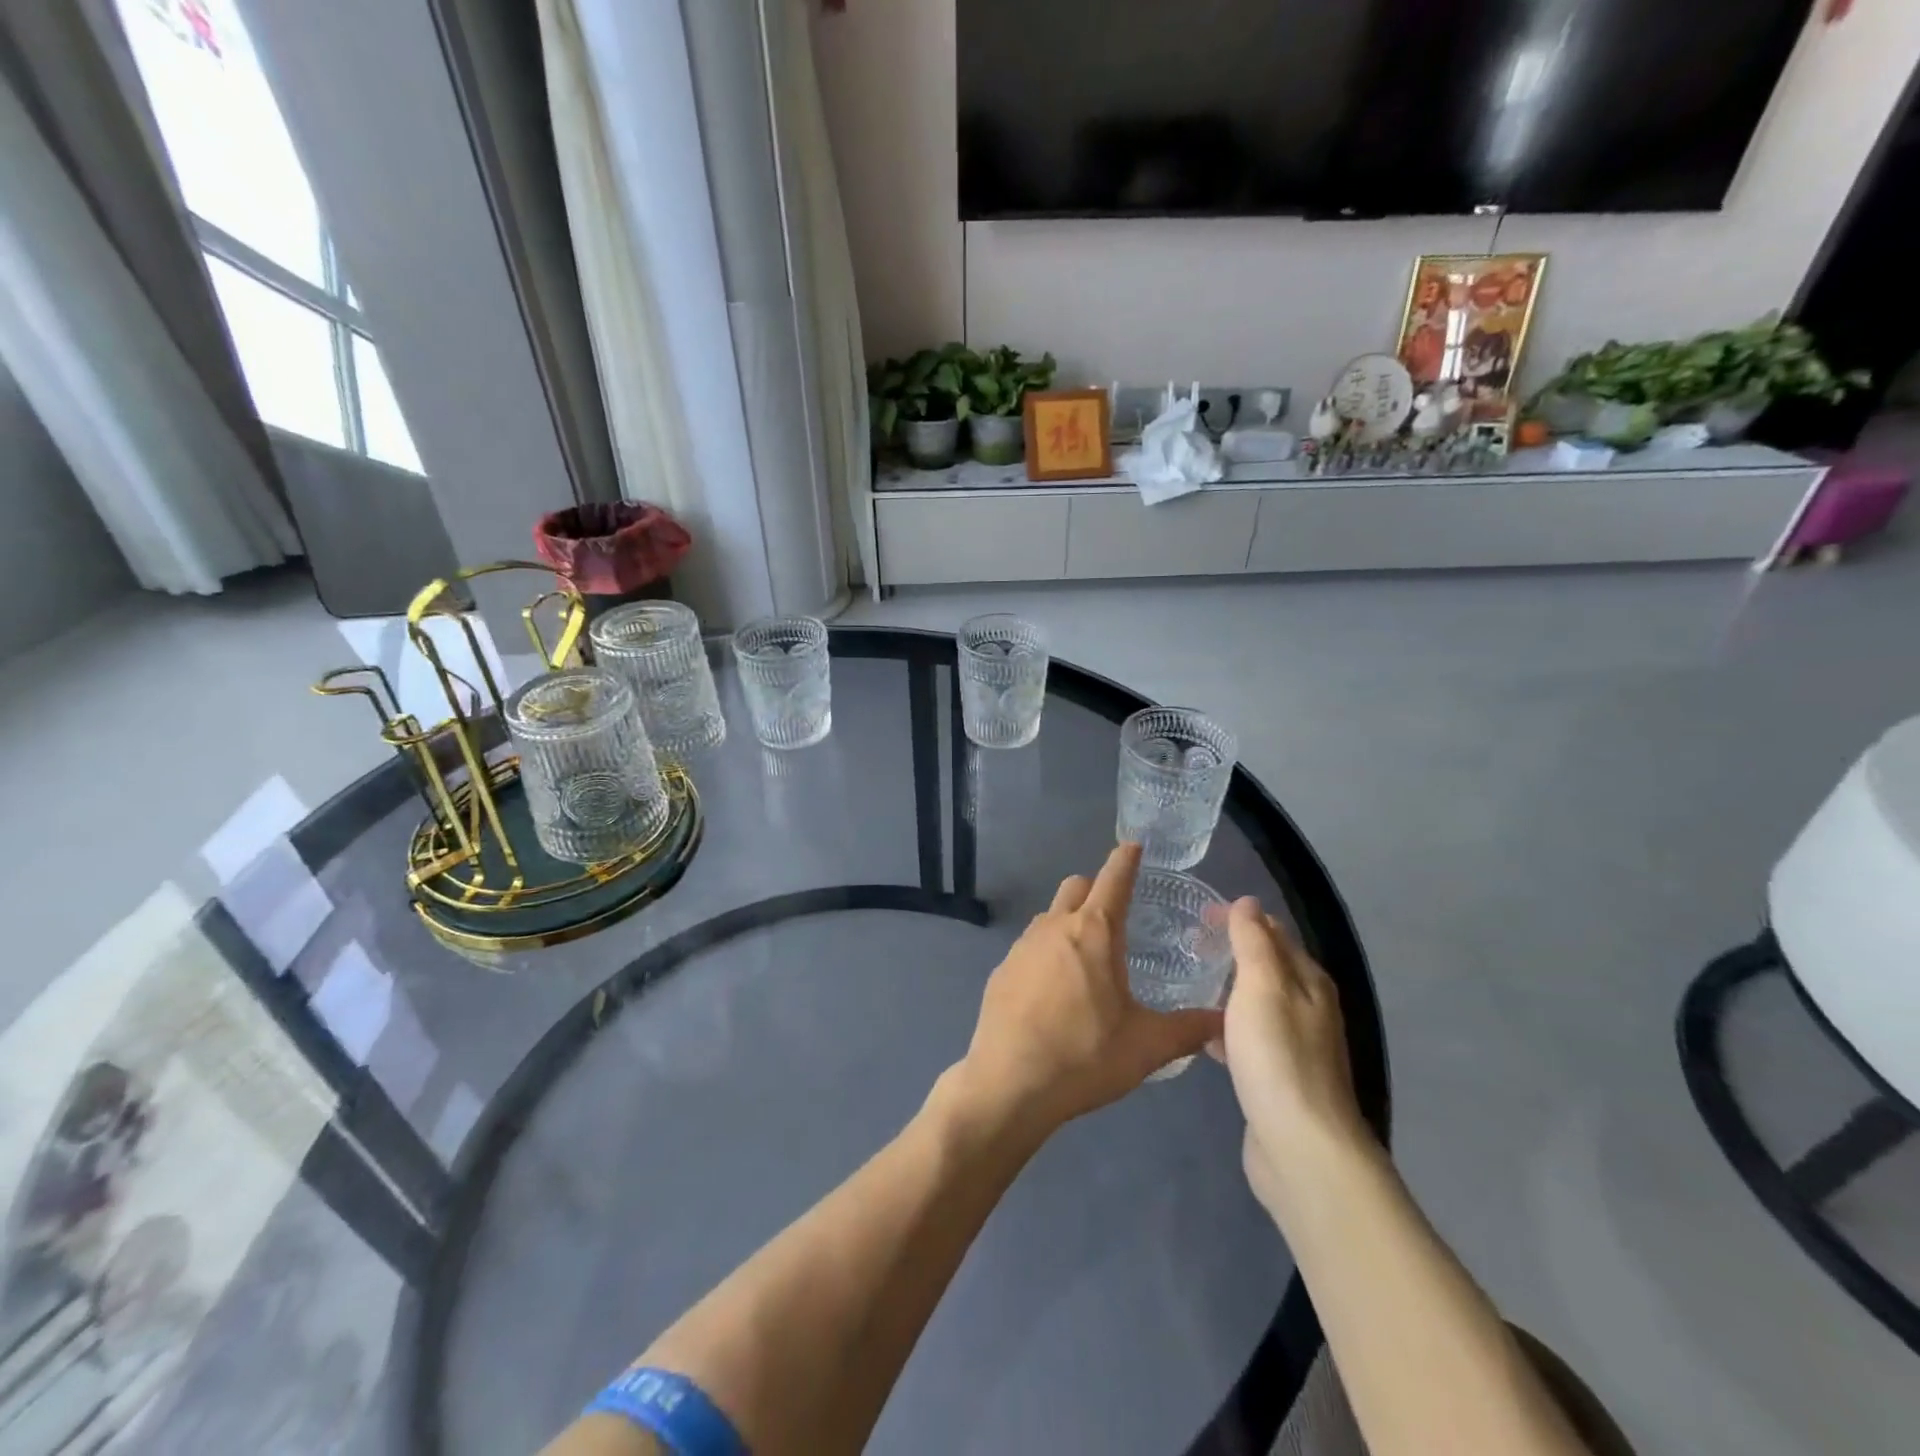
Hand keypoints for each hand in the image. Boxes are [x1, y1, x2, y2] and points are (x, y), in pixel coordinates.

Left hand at [955, 844, 1222, 1133]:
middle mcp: (1054, 927)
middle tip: (1116, 913)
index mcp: (1093, 932)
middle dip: (1095, 888)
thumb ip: (1189, 1029)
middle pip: (1075, 887)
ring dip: (1069, 922)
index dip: (1125, 860)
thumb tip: (1223, 1020)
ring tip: (1088, 957)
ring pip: (1049, 916)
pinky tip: (1054, 991)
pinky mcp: (1000, 971)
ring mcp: (1021, 947)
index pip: (1113, 879)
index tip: (1133, 845)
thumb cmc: (1084, 1055)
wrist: (1009, 1083)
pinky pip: (1029, 947)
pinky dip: (1046, 953)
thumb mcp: (1147, 1046)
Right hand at [1215, 899, 1375, 1216]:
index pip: (1273, 932)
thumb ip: (1253, 942)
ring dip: (1226, 990)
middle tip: (1186, 946)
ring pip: (1256, 1003)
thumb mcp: (1261, 987)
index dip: (1239, 918)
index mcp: (1308, 981)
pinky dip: (1226, 1028)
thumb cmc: (1278, 1057)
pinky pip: (1248, 1038)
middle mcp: (1308, 1008)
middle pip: (1267, 966)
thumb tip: (1248, 902)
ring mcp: (1295, 1046)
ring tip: (1187, 983)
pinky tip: (1201, 1036)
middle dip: (1231, 951)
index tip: (1196, 916)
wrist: (1301, 1148)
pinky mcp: (1277, 1077)